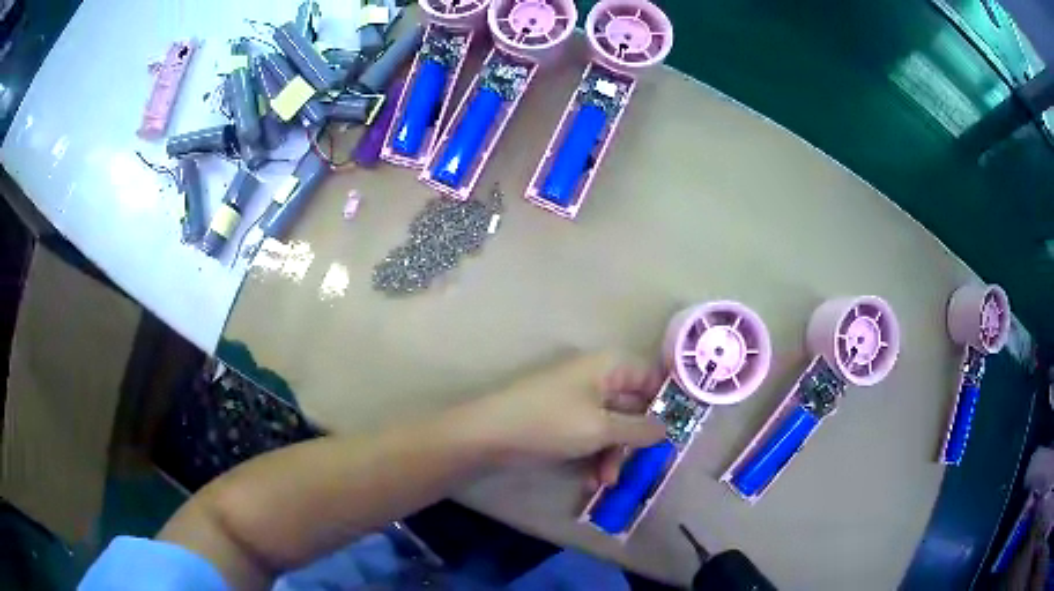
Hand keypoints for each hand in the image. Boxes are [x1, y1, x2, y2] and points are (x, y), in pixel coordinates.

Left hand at [454, 354, 666, 490]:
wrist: (489, 433)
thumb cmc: (551, 422)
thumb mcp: (601, 428)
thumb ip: (639, 430)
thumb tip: (666, 429)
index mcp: (609, 367)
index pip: (650, 377)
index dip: (665, 403)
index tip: (675, 433)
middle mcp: (597, 379)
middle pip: (632, 407)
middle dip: (635, 442)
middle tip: (642, 469)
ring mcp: (578, 401)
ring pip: (612, 428)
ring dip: (613, 456)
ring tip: (605, 482)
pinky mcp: (563, 422)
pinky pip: (590, 437)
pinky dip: (594, 457)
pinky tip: (590, 482)